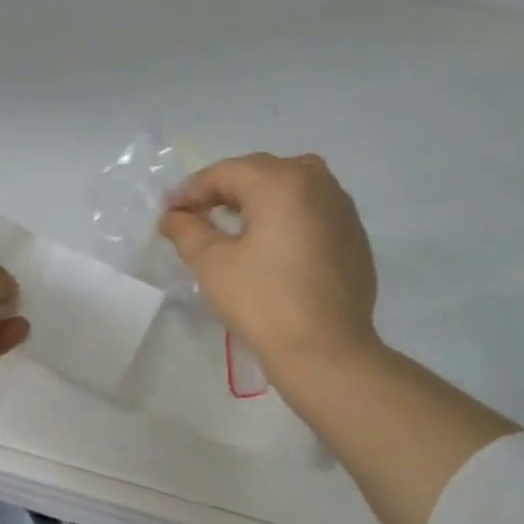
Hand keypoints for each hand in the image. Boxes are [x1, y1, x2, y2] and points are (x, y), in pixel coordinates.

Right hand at [159, 153, 379, 374]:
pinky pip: (312, 212)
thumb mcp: (212, 264)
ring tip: (233, 228)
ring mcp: (342, 208)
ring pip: (290, 189)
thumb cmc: (263, 302)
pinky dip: (287, 219)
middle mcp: (318, 182)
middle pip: (260, 174)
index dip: (192, 190)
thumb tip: (172, 216)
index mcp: (282, 181)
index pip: (226, 172)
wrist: (326, 350)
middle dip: (225, 192)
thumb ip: (187, 230)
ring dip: (258, 202)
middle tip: (196, 216)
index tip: (170, 212)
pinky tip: (272, 247)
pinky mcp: (354, 236)